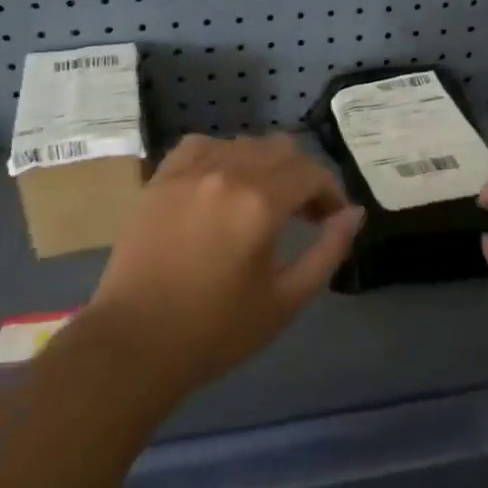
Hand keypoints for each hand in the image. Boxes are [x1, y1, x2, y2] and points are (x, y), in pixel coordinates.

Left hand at [88, 133, 363, 390]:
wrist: (134, 344)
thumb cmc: (216, 330)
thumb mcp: (286, 300)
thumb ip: (328, 251)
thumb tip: (353, 214)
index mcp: (260, 203)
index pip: (311, 174)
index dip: (330, 192)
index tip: (333, 219)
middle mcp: (227, 174)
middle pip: (281, 149)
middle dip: (302, 176)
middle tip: (304, 213)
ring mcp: (188, 172)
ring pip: (242, 143)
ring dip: (264, 165)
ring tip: (263, 199)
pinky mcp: (160, 180)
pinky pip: (200, 146)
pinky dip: (221, 156)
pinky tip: (221, 182)